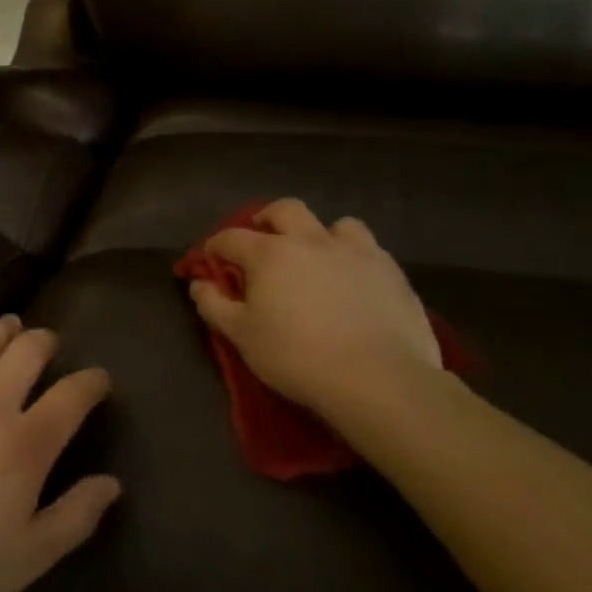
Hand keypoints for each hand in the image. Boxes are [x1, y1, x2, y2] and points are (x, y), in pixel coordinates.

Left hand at [0, 313, 120, 591]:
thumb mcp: (30, 557)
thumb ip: (75, 516)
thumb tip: (112, 483)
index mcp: (25, 443)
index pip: (71, 397)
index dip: (91, 382)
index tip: (100, 378)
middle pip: (26, 352)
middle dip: (45, 341)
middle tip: (49, 342)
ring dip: (2, 328)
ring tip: (11, 324)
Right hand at [189, 199, 442, 417]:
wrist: (379, 381)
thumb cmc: (298, 357)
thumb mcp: (241, 336)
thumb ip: (214, 305)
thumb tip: (199, 282)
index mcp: (270, 253)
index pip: (232, 237)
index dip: (216, 246)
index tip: (212, 260)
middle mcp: (311, 241)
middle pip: (285, 210)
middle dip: (268, 219)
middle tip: (263, 240)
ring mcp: (356, 253)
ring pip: (337, 224)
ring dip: (321, 235)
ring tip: (319, 258)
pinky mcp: (392, 272)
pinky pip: (370, 250)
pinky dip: (355, 258)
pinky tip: (354, 282)